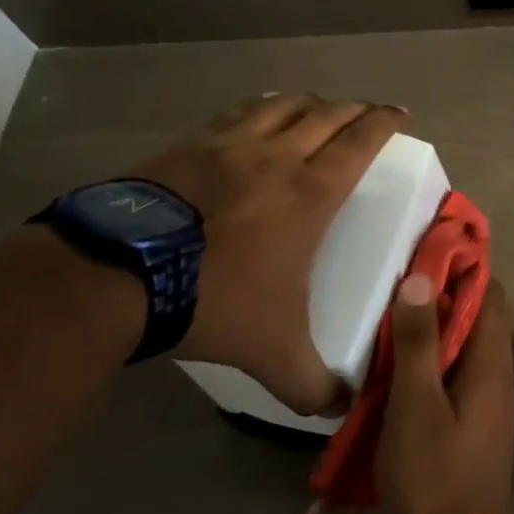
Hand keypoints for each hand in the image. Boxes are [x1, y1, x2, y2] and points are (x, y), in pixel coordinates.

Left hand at [131, 93, 404, 414]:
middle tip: (368, 113)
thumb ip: (313, 383)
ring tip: (318, 109)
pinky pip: (236, 114)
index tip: (399, 114)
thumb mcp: (272, 352)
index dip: (384, 122)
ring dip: (309, 103)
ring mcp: (228, 145)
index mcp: (310, 192)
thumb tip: (343, 410)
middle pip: (327, 114)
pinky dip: (259, 109)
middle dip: (355, 109)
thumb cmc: (212, 300)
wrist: (114, 278)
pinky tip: (257, 117)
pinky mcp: (187, 146)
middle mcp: (276, 156)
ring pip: (282, 105)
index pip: (360, 141)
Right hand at [376, 274, 513, 513]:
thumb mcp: (415, 404)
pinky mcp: (474, 422)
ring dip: (435, 329)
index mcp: (493, 361)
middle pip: (479, 316)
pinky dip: (434, 360)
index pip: (490, 293)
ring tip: (391, 319)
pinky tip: (397, 367)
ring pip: (466, 345)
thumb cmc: (433, 473)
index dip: (462, 267)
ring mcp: (489, 400)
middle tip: (398, 284)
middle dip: (443, 296)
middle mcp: (499, 373)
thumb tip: (420, 278)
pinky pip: (458, 373)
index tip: (425, 252)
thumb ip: (418, 342)